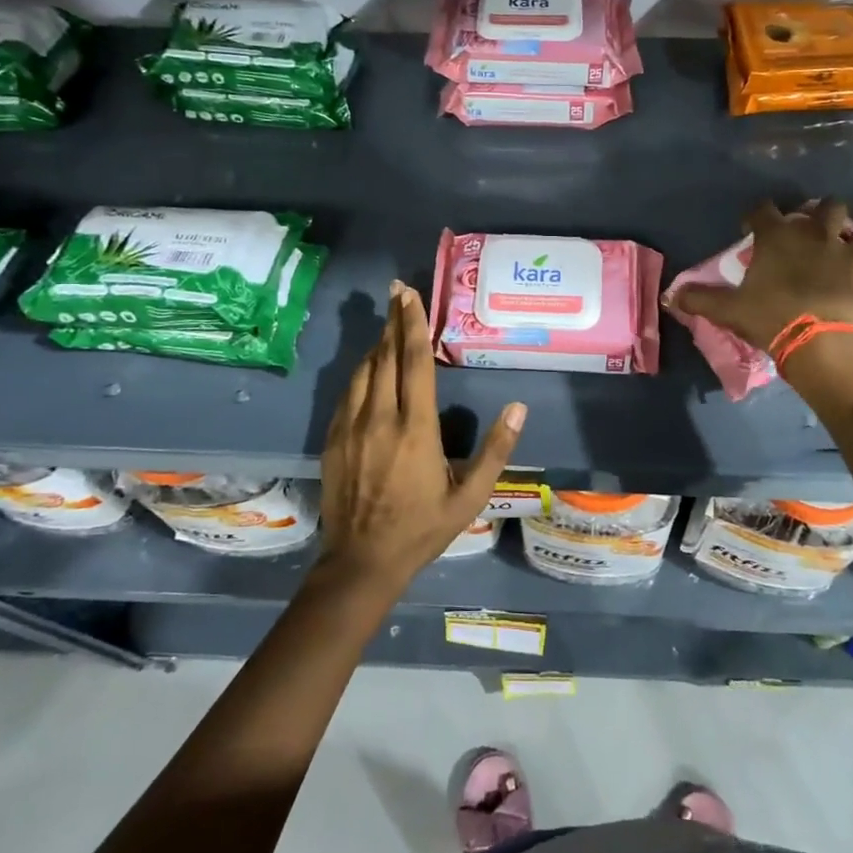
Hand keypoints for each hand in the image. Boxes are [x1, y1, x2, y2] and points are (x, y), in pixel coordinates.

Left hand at [317, 281, 525, 591]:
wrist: (361, 562)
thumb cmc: (422, 529)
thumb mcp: (470, 497)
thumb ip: (495, 451)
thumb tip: (518, 408)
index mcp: (416, 429)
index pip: (414, 362)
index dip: (413, 324)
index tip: (410, 295)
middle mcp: (380, 419)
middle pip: (386, 356)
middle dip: (393, 320)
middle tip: (397, 290)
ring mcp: (351, 427)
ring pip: (364, 371)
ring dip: (378, 343)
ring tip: (389, 324)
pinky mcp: (334, 438)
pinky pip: (348, 392)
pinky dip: (361, 370)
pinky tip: (369, 365)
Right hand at [671, 200, 852, 353]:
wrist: (826, 343)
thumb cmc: (772, 318)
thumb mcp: (729, 311)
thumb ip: (699, 299)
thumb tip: (670, 296)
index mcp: (777, 238)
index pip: (763, 210)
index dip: (755, 216)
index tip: (750, 229)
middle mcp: (814, 235)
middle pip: (823, 206)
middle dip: (816, 213)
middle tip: (806, 231)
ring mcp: (846, 253)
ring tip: (845, 244)